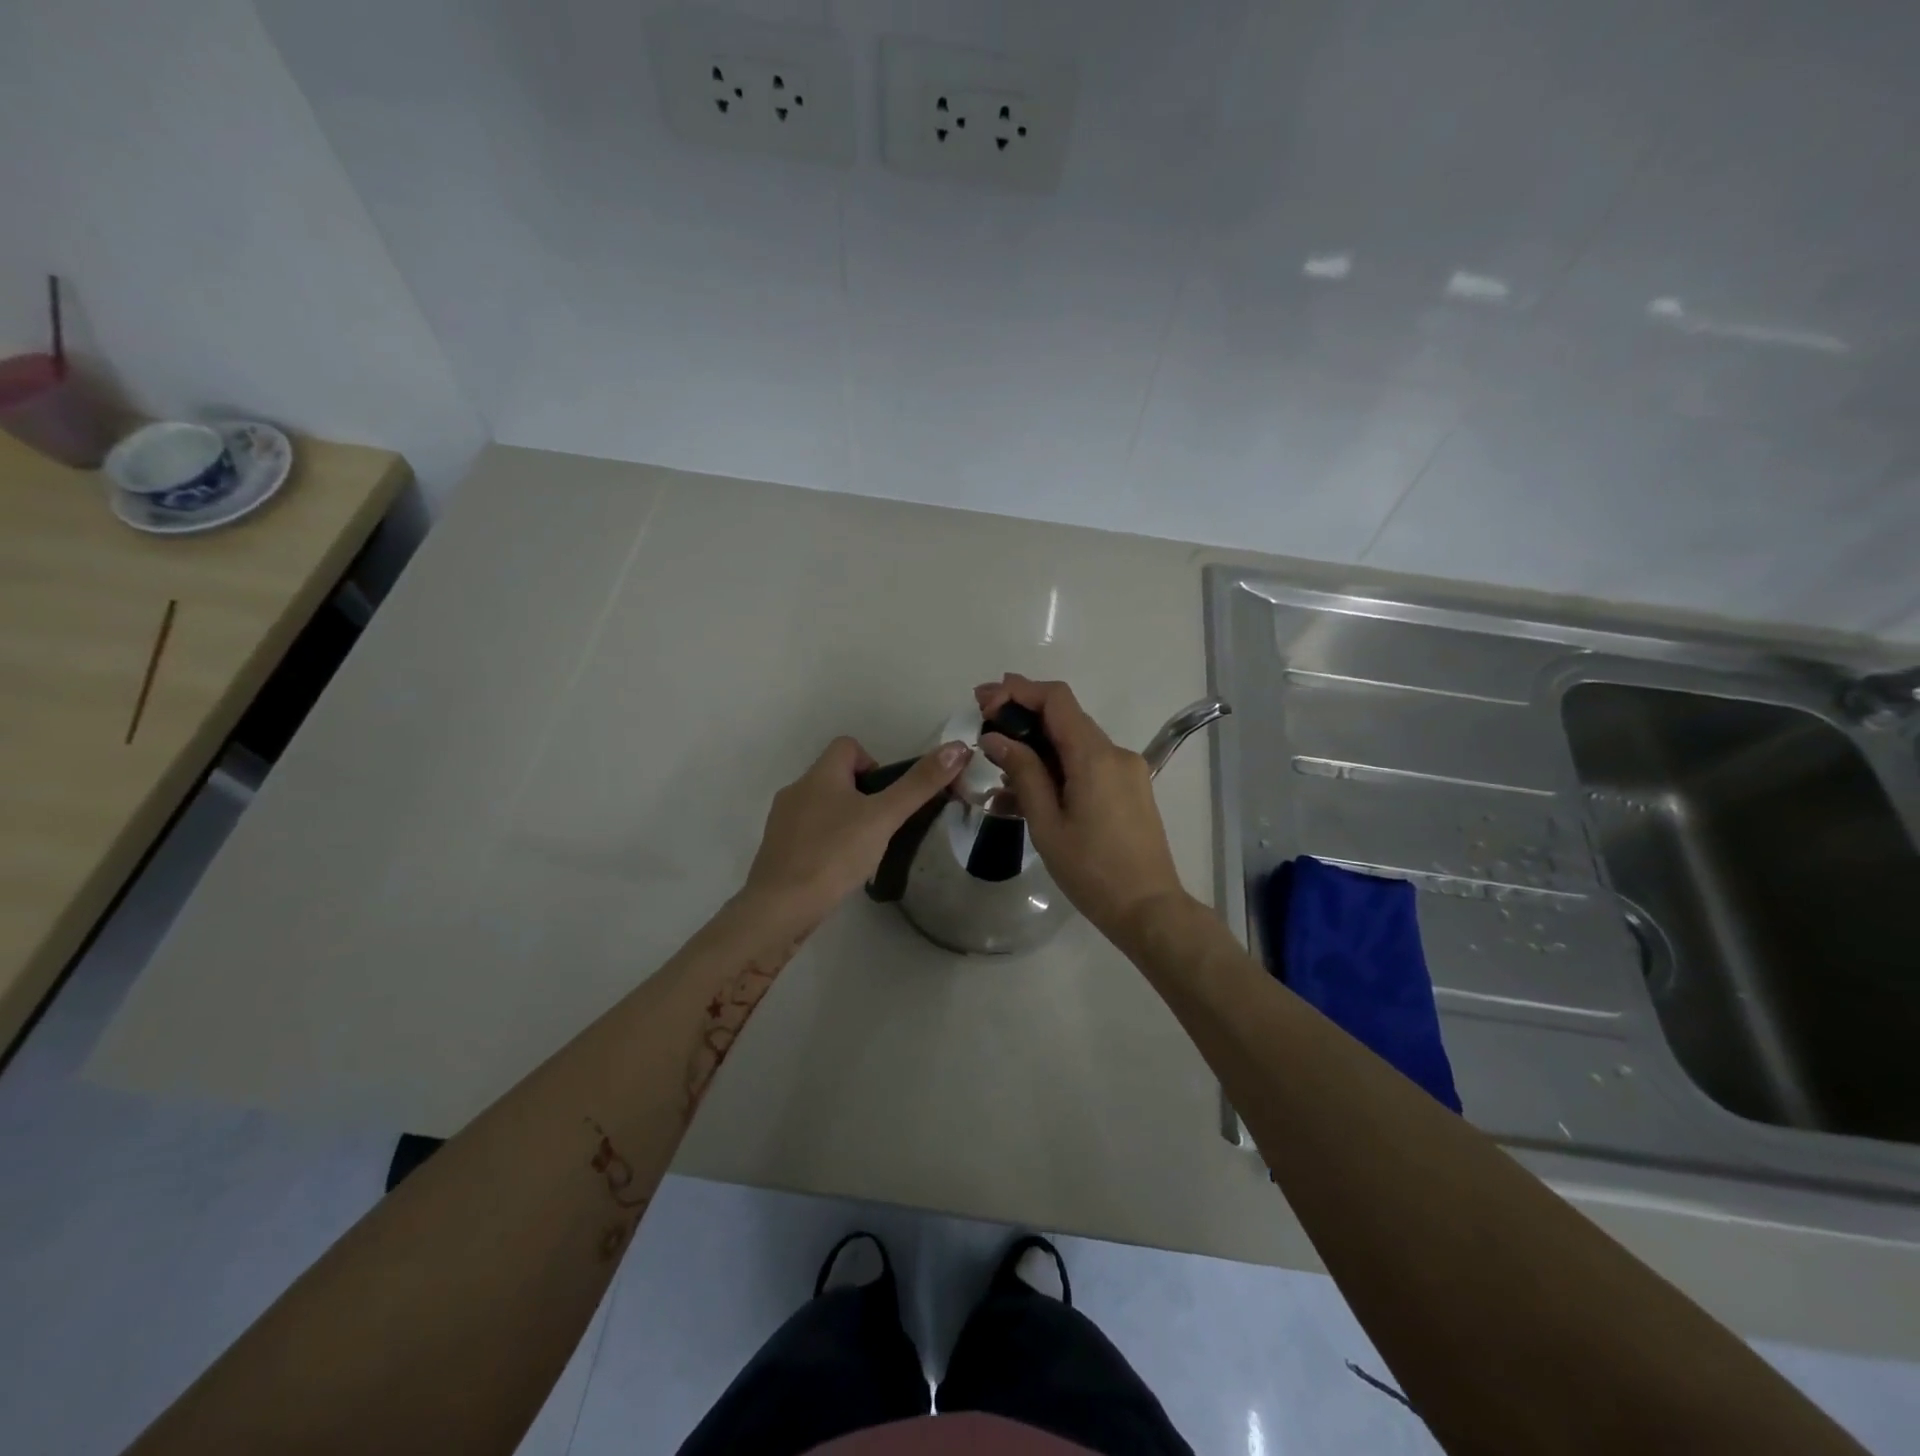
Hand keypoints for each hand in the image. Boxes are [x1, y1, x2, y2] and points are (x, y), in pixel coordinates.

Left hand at [743, 736, 969, 922]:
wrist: (780, 908)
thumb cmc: (834, 854)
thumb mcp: (883, 817)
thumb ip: (919, 784)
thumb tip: (958, 747)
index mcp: (820, 775)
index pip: (847, 746)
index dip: (873, 762)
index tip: (887, 796)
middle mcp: (797, 790)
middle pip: (836, 777)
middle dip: (863, 797)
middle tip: (882, 827)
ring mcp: (783, 822)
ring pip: (823, 807)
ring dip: (846, 821)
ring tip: (864, 852)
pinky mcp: (778, 851)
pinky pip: (809, 834)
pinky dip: (828, 843)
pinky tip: (839, 870)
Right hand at [976, 673, 1188, 939]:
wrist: (1149, 909)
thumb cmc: (1092, 870)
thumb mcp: (1047, 823)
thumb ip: (1023, 773)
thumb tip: (995, 738)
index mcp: (1094, 756)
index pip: (1056, 699)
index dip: (1018, 690)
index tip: (984, 700)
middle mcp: (1115, 753)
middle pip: (1064, 717)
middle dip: (1022, 716)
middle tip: (983, 726)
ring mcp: (1126, 771)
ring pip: (1073, 744)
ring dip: (1036, 748)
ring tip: (998, 773)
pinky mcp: (1129, 789)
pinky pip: (1087, 766)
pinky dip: (1056, 769)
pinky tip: (1026, 794)